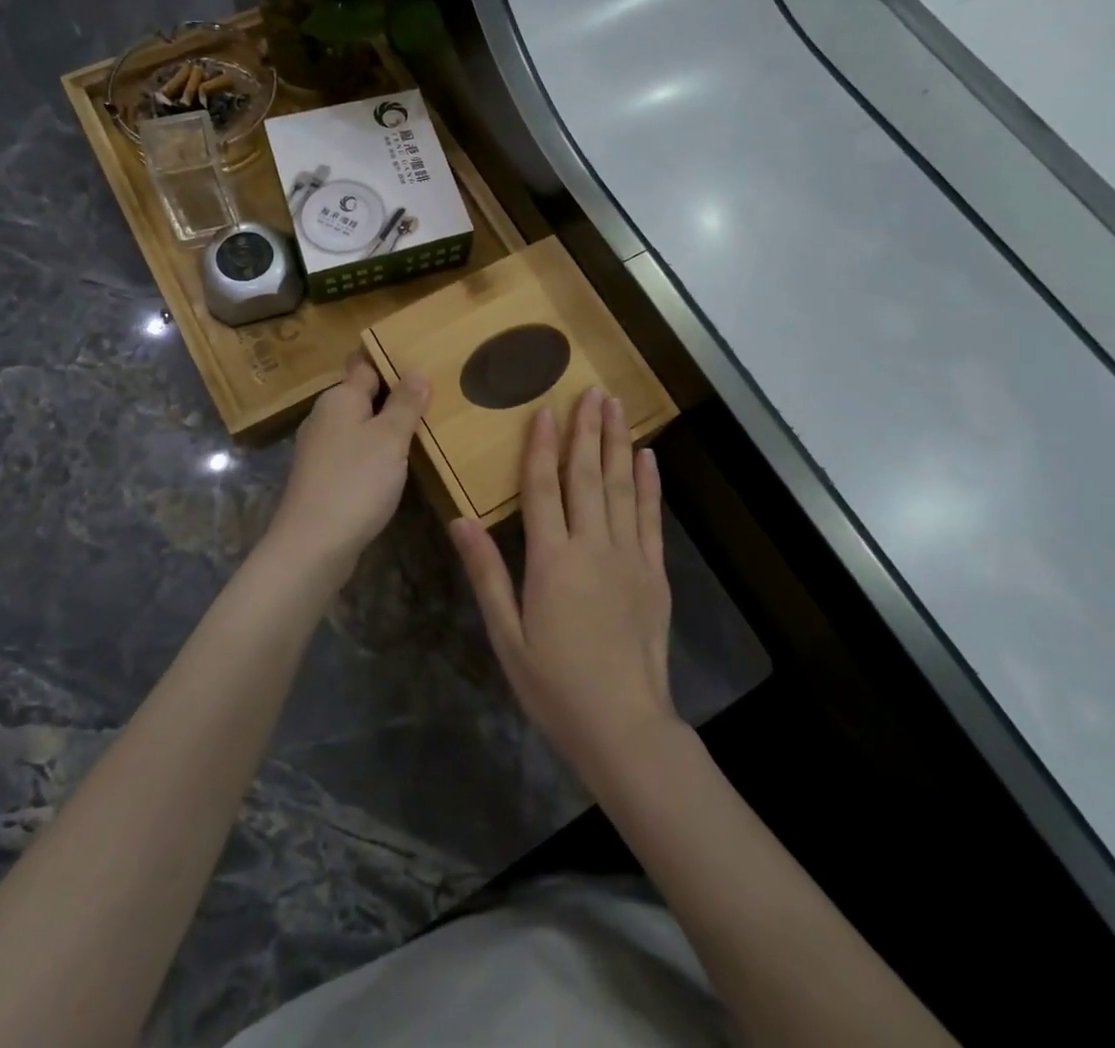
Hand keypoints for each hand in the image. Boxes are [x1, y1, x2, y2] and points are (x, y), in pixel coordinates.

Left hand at [262, 353, 428, 592]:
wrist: (313, 545)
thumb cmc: (355, 482)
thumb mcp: (389, 438)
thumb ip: (404, 404)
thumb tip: (416, 371)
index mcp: (339, 398)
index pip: (364, 364)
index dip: (388, 359)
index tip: (418, 356)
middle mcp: (324, 417)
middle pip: (361, 395)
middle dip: (391, 394)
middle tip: (432, 394)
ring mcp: (320, 449)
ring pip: (358, 426)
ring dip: (384, 425)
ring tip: (421, 427)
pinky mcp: (322, 477)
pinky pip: (354, 452)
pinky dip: (374, 452)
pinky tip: (395, 463)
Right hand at [450, 387, 677, 785]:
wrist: (624, 725)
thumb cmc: (555, 685)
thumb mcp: (506, 635)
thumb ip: (486, 574)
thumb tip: (461, 520)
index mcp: (551, 560)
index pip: (544, 487)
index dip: (542, 445)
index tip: (546, 408)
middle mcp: (592, 546)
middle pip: (587, 475)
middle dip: (587, 430)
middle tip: (592, 390)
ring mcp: (628, 556)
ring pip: (621, 487)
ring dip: (618, 444)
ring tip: (617, 407)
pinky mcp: (653, 572)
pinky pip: (650, 517)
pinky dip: (649, 484)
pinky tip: (647, 458)